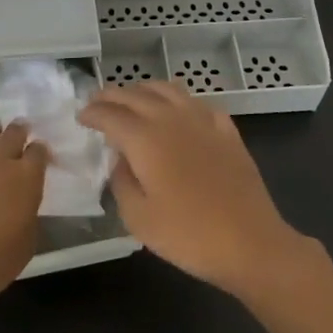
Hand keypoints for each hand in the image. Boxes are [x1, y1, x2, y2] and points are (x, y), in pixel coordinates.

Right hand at [79, 81, 310, 298]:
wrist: (251, 243)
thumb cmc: (189, 235)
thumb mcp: (138, 218)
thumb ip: (121, 182)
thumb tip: (121, 160)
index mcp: (144, 138)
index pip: (110, 114)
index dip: (92, 113)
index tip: (80, 117)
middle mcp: (171, 118)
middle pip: (135, 94)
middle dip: (112, 96)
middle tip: (98, 102)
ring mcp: (202, 120)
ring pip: (167, 89)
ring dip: (143, 90)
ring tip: (133, 99)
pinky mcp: (226, 130)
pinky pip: (196, 103)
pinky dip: (178, 101)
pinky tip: (178, 113)